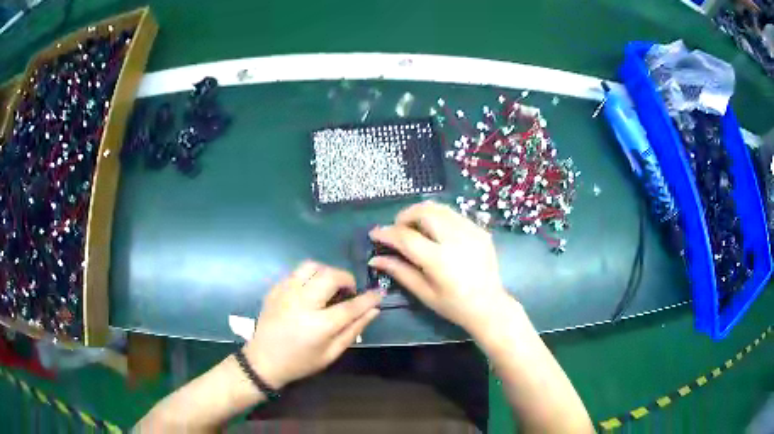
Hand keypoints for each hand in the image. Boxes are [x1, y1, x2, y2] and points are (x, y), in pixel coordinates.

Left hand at [243, 261, 382, 388]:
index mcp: (318, 325)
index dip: (368, 298)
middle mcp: (301, 303)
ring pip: (311, 266)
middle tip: (349, 291)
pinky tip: (310, 291)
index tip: (379, 293)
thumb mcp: (331, 353)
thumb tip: (373, 310)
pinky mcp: (275, 289)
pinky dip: (309, 277)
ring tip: (329, 286)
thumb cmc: (300, 362)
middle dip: (346, 278)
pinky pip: (296, 272)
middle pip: (330, 276)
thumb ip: (353, 330)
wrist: (263, 360)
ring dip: (327, 272)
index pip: (351, 306)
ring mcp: (285, 293)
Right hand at [369, 201, 512, 332]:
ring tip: (414, 227)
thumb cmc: (454, 305)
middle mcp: (455, 240)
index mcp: (439, 260)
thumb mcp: (424, 293)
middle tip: (397, 229)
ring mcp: (471, 231)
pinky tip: (435, 231)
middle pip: (424, 211)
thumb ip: (399, 272)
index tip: (374, 233)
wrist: (489, 306)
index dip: (387, 233)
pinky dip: (439, 217)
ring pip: (440, 208)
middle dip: (405, 216)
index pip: (406, 237)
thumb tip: (375, 258)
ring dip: (421, 212)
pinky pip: (454, 214)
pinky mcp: (480, 230)